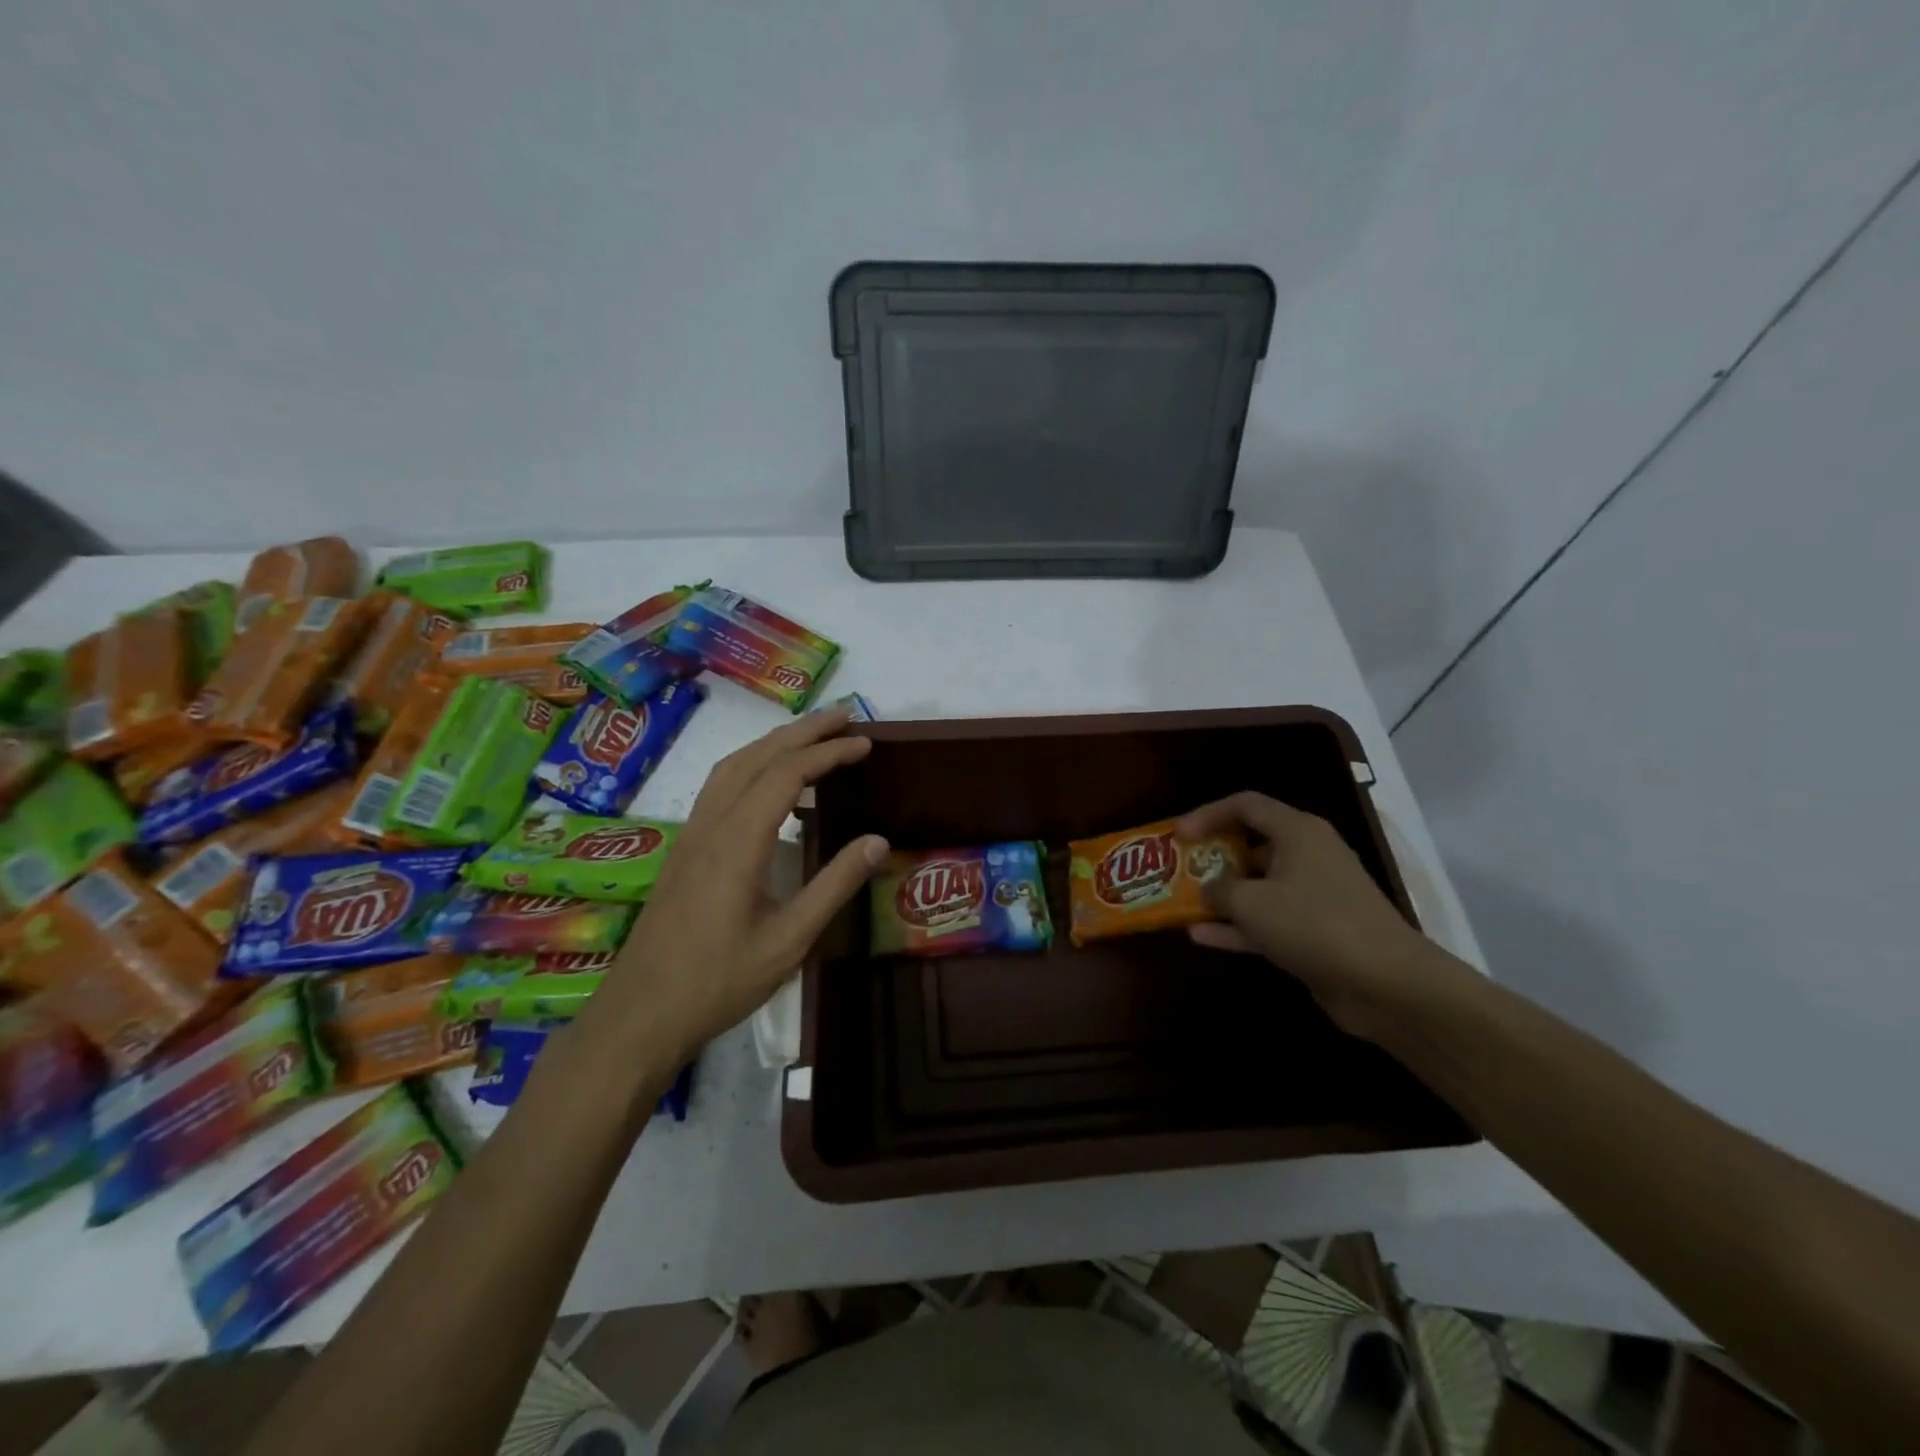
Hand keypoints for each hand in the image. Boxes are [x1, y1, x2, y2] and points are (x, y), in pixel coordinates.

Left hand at [593, 707, 887, 1057]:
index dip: (829, 752)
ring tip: (813, 736)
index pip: (787, 774)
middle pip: (757, 756)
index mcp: (738, 842)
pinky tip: (770, 783)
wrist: (640, 1014)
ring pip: (732, 766)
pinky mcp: (684, 849)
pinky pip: (720, 786)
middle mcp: (710, 825)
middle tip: (845, 715)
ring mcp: (691, 835)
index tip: (865, 743)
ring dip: (774, 742)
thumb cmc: (718, 982)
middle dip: (803, 730)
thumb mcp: (788, 941)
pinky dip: (753, 765)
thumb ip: (834, 886)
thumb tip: (878, 841)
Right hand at [1177, 792, 1453, 1039]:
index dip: (1207, 814)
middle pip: (1251, 845)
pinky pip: (1268, 921)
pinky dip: (1238, 927)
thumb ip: (1219, 890)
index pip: (1246, 805)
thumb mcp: (1251, 902)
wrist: (1386, 983)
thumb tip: (1210, 890)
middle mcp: (1307, 856)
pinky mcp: (1316, 932)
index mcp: (1298, 832)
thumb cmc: (1313, 924)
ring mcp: (1314, 896)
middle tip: (1179, 870)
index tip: (1178, 835)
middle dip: (1213, 858)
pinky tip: (1201, 937)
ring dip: (1222, 897)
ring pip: (1258, 887)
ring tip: (1183, 904)